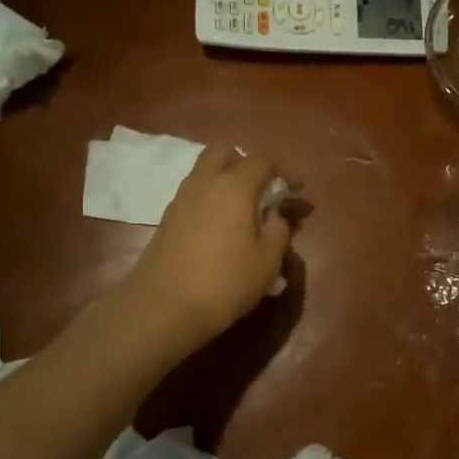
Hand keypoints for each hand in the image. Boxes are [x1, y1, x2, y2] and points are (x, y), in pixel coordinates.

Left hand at [120, 146, 291, 351]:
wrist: (162, 307)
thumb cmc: (224, 282)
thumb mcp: (267, 262)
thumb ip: (279, 231)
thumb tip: (275, 214)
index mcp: (235, 186)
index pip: (262, 160)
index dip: (283, 170)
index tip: (296, 189)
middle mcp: (206, 182)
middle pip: (225, 152)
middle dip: (246, 162)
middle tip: (262, 188)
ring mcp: (181, 198)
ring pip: (205, 170)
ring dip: (225, 178)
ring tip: (242, 208)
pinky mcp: (167, 217)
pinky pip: (194, 192)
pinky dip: (210, 197)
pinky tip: (220, 225)